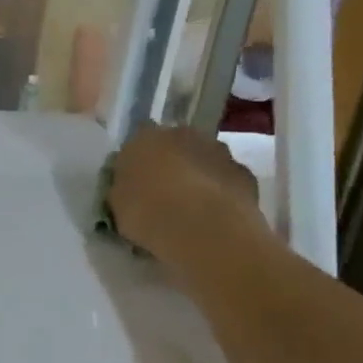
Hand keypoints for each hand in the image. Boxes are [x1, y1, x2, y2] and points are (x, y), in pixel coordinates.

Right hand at [107, 124, 271, 269]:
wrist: (204, 229)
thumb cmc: (147, 212)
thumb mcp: (117, 204)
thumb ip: (122, 188)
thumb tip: (129, 187)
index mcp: (143, 137)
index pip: (135, 142)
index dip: (135, 163)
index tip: (133, 185)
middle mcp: (182, 134)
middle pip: (173, 146)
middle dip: (169, 165)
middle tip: (162, 196)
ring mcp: (218, 151)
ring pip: (202, 160)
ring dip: (196, 177)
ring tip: (190, 210)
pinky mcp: (245, 173)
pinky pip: (225, 181)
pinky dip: (219, 193)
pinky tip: (212, 217)